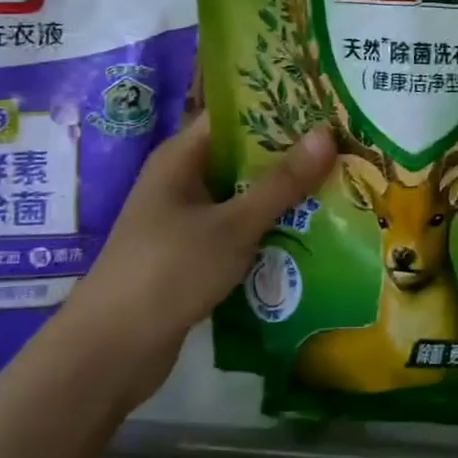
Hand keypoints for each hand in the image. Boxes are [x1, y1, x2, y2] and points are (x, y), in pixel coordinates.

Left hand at [63, 115, 336, 404]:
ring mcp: (185, 220)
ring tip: (341, 185)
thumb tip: (326, 132)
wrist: (111, 352)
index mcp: (181, 157)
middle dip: (290, 155)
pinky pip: (238, 230)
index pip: (234, 115)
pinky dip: (268, 229)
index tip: (326, 105)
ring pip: (244, 196)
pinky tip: (310, 233)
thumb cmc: (169, 271)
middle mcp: (182, 181)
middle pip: (243, 156)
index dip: (278, 107)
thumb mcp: (233, 225)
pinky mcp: (193, 255)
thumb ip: (281, 182)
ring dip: (283, 195)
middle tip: (346, 147)